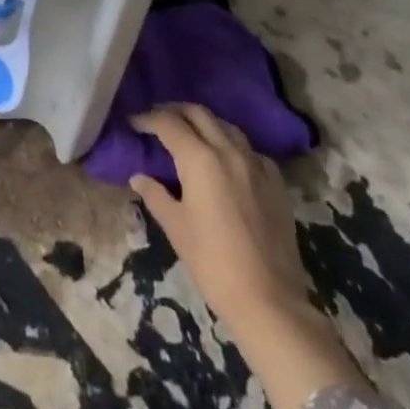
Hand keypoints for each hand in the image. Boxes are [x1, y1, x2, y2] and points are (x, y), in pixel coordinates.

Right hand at [129, 104, 310, 329]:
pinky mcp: (276, 182)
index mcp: (199, 159)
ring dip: (204, 122)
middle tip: (158, 119)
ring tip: (189, 133)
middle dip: (175, 110)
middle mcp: (229, 151)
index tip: (134, 122)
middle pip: (199, 113)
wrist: (269, 298)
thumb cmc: (212, 262)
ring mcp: (256, 164)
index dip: (148, 119)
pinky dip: (231, 144)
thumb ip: (155, 195)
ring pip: (226, 126)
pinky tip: (226, 160)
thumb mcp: (175, 227)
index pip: (168, 123)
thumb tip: (139, 177)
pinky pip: (250, 149)